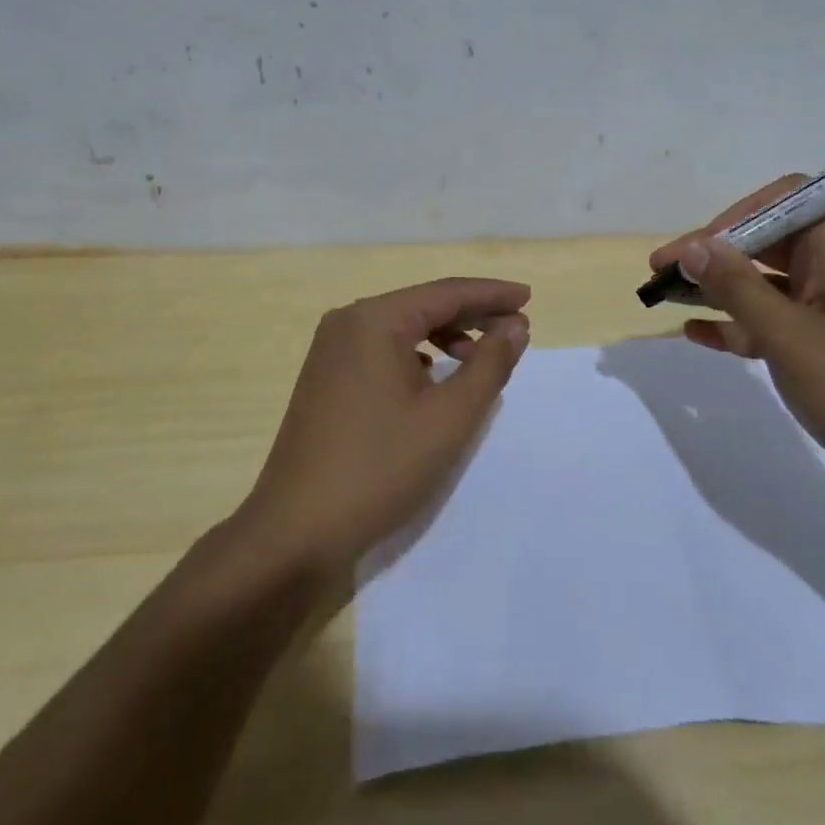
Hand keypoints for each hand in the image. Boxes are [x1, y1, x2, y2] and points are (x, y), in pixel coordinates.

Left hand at [235, 277, 530, 582]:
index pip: (446, 292)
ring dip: (446, 336)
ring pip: (402, 329)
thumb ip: (490, 365)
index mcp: (375, 319)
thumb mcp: (450, 417)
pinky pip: (382, 351)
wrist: (296, 531)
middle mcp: (348, 323)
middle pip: (423, 306)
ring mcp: (331, 351)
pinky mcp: (326, 379)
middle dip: (472, 315)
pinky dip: (418, 356)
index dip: (492, 295)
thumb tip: (515, 327)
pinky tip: (436, 375)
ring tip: (483, 356)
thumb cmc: (380, 467)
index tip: (529, 298)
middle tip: (517, 329)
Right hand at [650, 180, 824, 512]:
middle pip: (768, 240)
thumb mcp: (790, 336)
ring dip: (721, 289)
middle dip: (715, 253)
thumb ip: (737, 288)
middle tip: (663, 273)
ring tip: (668, 299)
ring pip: (768, 282)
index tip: (697, 247)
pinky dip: (741, 323)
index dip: (735, 214)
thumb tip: (692, 246)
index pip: (784, 199)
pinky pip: (777, 320)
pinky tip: (699, 335)